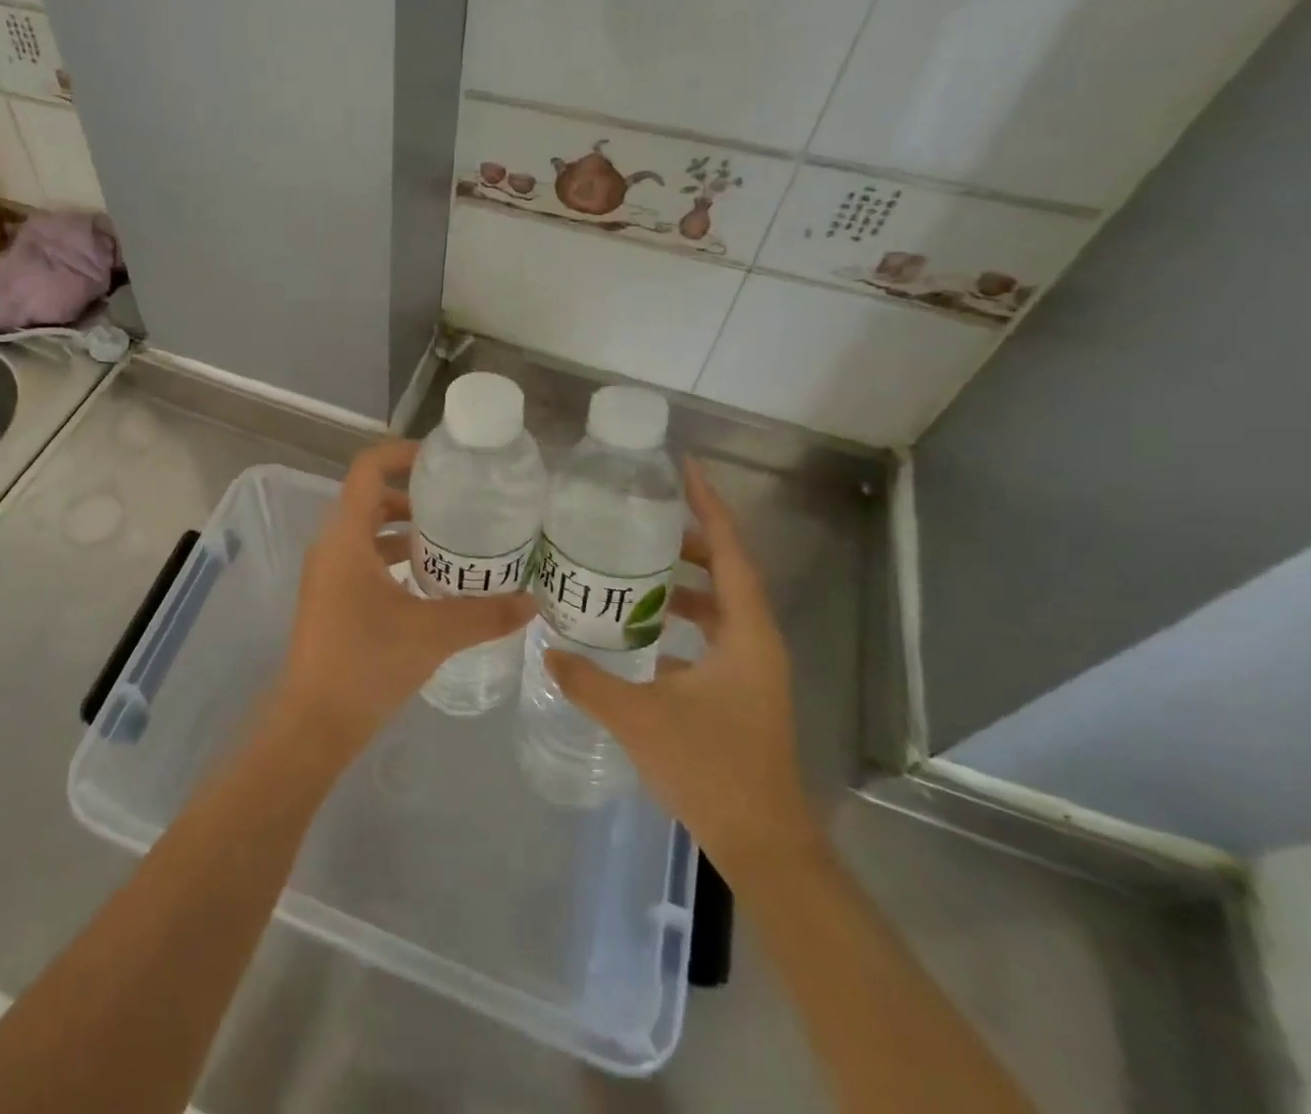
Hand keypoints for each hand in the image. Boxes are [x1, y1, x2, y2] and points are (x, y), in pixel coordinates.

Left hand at [275, 439, 535, 758]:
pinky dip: (393, 558)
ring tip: (453, 542)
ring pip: (367, 532)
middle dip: (414, 495)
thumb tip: (533, 601)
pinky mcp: (330, 597)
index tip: (443, 462)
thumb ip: (485, 614)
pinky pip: (363, 559)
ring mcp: (327, 573)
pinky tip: (430, 583)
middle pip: (370, 498)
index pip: (368, 469)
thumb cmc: (367, 664)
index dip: (402, 454)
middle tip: (459, 503)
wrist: (314, 723)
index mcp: (346, 537)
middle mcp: (331, 545)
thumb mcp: (433, 634)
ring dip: (405, 530)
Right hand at [546, 459, 818, 876]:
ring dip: (684, 581)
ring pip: (720, 605)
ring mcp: (752, 668)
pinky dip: (681, 618)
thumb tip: (546, 650)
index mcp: (747, 634)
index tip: (686, 468)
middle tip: (640, 517)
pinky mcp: (741, 689)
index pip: (732, 553)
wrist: (763, 843)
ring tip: (634, 565)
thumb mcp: (640, 718)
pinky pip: (712, 633)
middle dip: (690, 539)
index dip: (710, 507)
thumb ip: (588, 681)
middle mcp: (757, 641)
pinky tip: (642, 627)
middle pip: (728, 571)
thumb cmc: (711, 769)